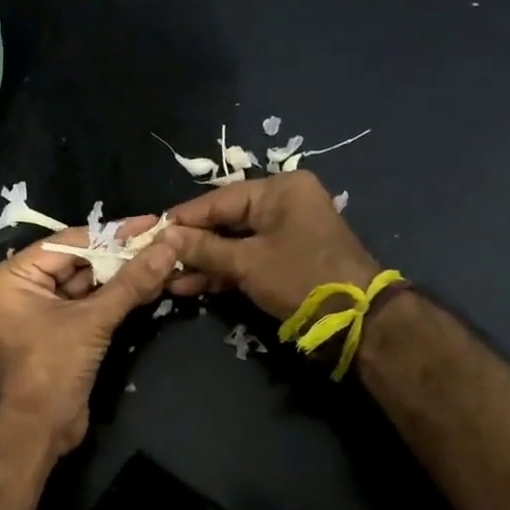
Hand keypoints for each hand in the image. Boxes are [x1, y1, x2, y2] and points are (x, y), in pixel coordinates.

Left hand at [0, 218, 178, 457]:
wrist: (34, 432)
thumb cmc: (50, 369)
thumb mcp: (91, 321)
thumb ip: (130, 283)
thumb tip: (168, 245)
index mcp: (16, 276)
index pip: (70, 242)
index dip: (113, 234)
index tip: (152, 222)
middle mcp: (27, 287)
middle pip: (81, 261)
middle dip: (122, 254)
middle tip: (165, 239)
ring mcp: (46, 311)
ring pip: (91, 284)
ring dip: (126, 275)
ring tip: (167, 258)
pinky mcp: (65, 332)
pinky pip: (94, 306)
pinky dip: (120, 297)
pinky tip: (153, 284)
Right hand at [165, 172, 380, 320]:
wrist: (357, 319)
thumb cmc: (300, 278)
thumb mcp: (247, 262)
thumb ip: (204, 248)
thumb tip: (165, 237)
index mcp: (279, 190)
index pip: (218, 200)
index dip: (183, 220)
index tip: (152, 234)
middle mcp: (283, 203)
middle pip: (225, 220)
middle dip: (191, 245)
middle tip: (157, 260)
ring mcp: (286, 232)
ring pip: (234, 242)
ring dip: (204, 262)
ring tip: (168, 279)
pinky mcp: (287, 258)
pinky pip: (247, 258)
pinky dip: (223, 272)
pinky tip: (191, 287)